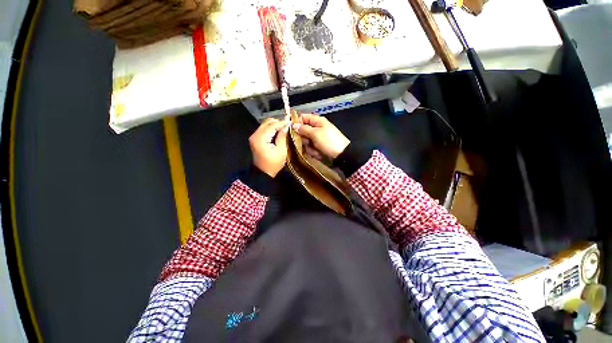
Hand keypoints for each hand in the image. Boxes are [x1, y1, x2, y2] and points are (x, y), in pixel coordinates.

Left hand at [249, 118, 288, 176]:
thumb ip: (282, 137)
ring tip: (284, 128)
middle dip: (278, 122)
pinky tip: (278, 132)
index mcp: (261, 138)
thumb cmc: (273, 164)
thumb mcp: (281, 151)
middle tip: (288, 125)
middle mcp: (255, 135)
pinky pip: (263, 129)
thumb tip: (286, 127)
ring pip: (265, 124)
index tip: (291, 122)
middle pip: (267, 122)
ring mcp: (254, 136)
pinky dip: (271, 129)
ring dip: (275, 125)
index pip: (272, 125)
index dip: (282, 123)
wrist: (263, 173)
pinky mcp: (255, 139)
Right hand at [292, 113, 349, 158]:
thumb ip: (303, 129)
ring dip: (309, 146)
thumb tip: (293, 125)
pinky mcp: (318, 146)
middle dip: (304, 138)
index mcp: (317, 121)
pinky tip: (317, 153)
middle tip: (307, 142)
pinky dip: (313, 151)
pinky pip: (311, 147)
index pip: (303, 117)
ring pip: (306, 141)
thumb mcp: (315, 133)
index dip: (297, 122)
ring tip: (315, 149)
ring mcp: (317, 138)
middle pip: (303, 131)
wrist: (341, 155)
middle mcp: (317, 128)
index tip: (291, 130)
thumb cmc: (329, 141)